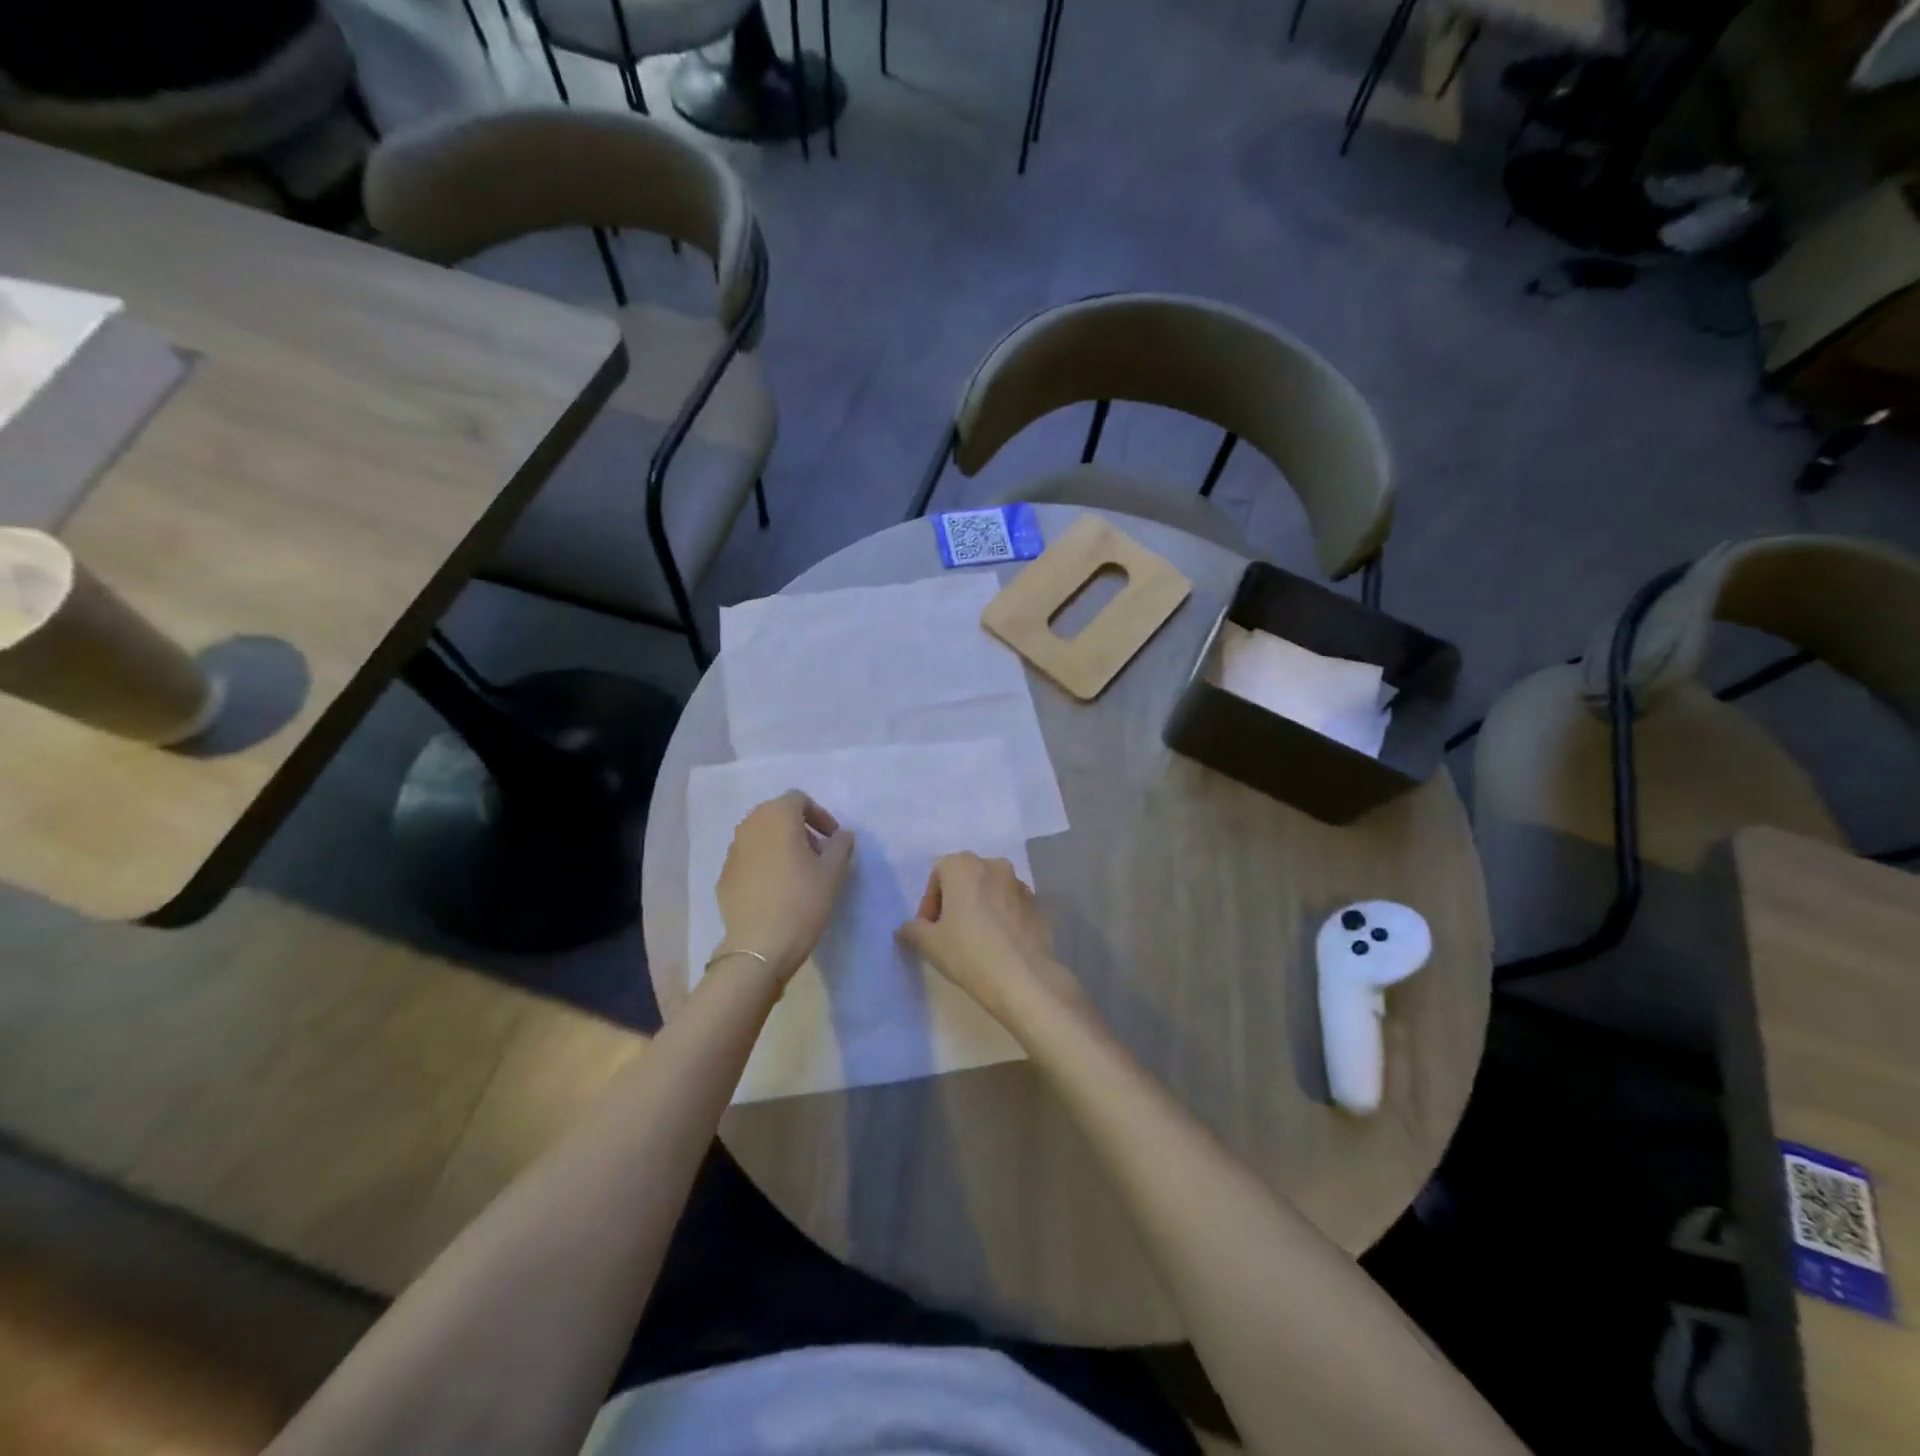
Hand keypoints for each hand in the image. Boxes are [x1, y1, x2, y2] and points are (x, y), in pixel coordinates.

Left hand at [715, 791, 854, 984]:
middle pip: (776, 814)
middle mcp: (749, 826)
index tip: (832, 838)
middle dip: (799, 828)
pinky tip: (776, 890)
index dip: (819, 815)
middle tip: (817, 853)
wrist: (759, 946)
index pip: (798, 799)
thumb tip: (841, 835)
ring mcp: (732, 851)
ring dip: (780, 845)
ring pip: (760, 836)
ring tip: (798, 872)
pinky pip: (748, 859)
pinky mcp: (724, 876)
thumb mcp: (833, 872)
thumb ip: (841, 845)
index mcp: (777, 817)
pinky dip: (764, 864)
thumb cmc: (802, 901)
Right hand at [896, 853, 1086, 1026]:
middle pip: (966, 878)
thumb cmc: (968, 953)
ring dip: (980, 907)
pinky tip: (1000, 946)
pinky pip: (1012, 906)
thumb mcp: (929, 944)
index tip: (929, 929)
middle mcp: (993, 865)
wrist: (1024, 978)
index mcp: (963, 866)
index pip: (938, 875)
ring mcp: (1020, 884)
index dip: (930, 902)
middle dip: (955, 901)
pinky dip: (1002, 918)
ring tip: (976, 940)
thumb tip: (905, 929)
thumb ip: (912, 930)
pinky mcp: (1038, 905)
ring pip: (991, 890)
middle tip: (949, 933)